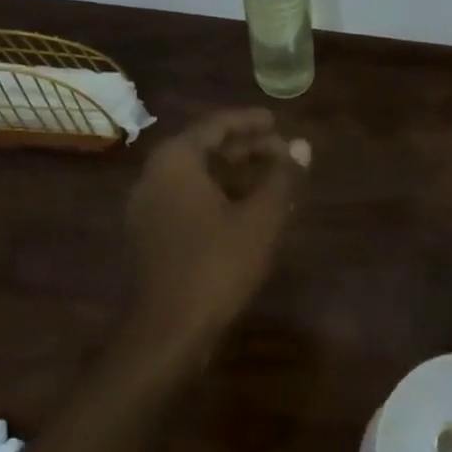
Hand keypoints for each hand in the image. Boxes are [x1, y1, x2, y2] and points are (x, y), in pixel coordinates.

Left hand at [123, 108, 309, 358]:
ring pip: (198, 176)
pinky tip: (250, 209)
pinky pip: (189, 199)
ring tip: (274, 179)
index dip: (249, 122)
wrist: (170, 330)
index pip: (215, 126)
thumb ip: (282, 177)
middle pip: (205, 149)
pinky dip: (219, 195)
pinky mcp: (152, 233)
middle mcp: (155, 176)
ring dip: (235, 173)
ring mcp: (149, 207)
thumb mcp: (260, 218)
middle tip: (283, 152)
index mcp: (175, 161)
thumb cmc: (217, 264)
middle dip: (246, 149)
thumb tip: (303, 146)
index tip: (277, 121)